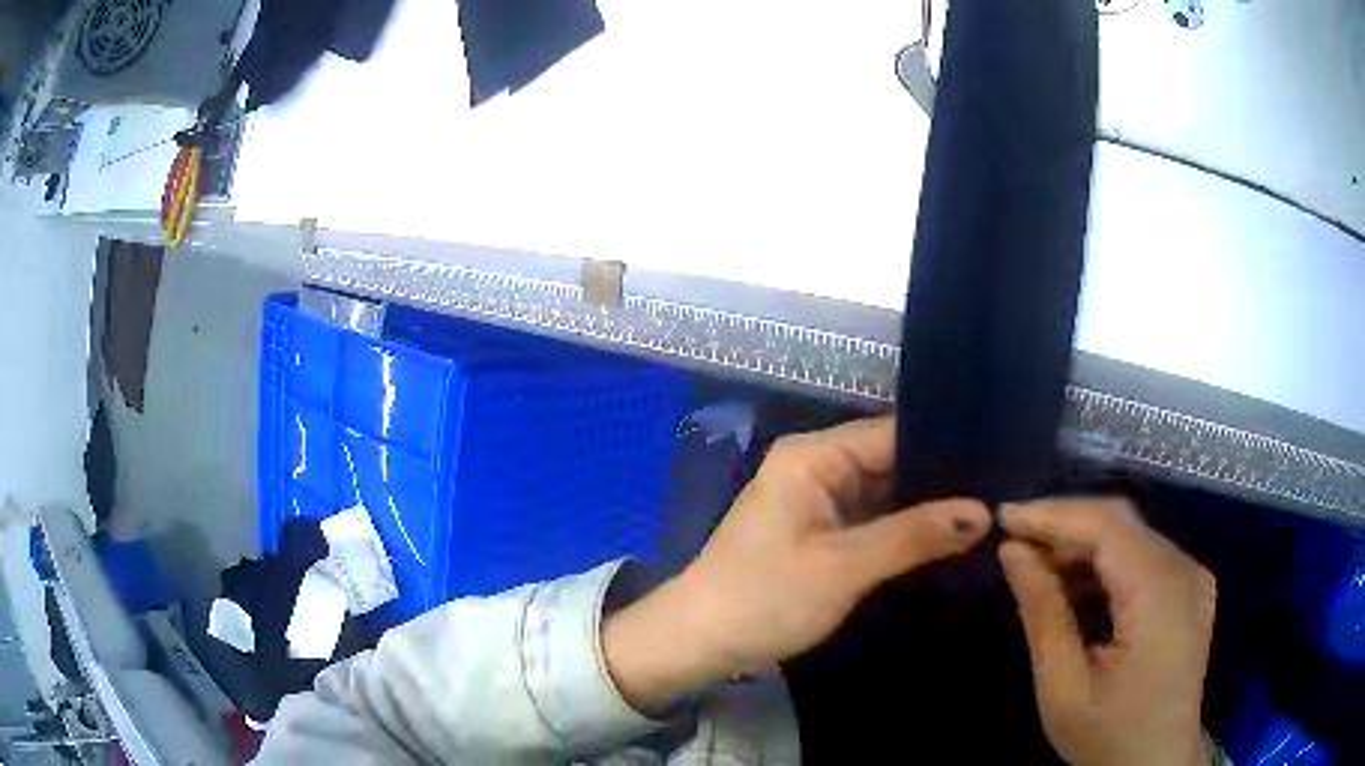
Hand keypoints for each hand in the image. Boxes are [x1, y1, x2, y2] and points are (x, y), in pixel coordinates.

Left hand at [604, 417, 989, 713]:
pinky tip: (948, 540)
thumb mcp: (844, 567)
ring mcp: (817, 502)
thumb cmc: (764, 599)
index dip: (944, 447)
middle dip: (941, 483)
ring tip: (990, 514)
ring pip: (885, 496)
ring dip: (925, 510)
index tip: (996, 464)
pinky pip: (871, 522)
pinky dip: (902, 533)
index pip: (892, 433)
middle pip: (891, 463)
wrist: (699, 643)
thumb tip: (983, 512)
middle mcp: (816, 468)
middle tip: (1003, 495)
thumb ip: (914, 536)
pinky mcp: (818, 534)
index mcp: (812, 456)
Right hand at [1000, 499, 1216, 765]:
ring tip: (1039, 565)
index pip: (1107, 526)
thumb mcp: (1064, 688)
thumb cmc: (1109, 736)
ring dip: (1084, 543)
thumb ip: (1042, 614)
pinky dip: (1108, 561)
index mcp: (1160, 593)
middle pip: (1122, 523)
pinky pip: (1146, 556)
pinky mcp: (1191, 589)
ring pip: (1133, 536)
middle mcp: (1185, 569)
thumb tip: (1012, 552)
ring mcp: (1193, 577)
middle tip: (1016, 540)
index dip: (1054, 515)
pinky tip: (1079, 584)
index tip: (1004, 518)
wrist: (1158, 764)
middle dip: (1066, 524)